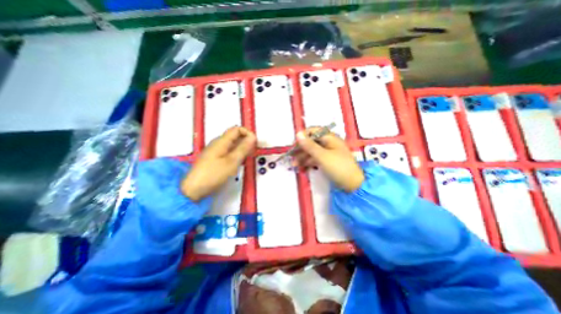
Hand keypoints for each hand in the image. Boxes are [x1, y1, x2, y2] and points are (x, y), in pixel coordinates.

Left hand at [182, 127, 255, 200]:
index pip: (237, 129)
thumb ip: (243, 148)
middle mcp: (217, 143)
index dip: (248, 133)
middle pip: (234, 136)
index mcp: (221, 141)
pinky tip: (238, 163)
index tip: (255, 143)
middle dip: (246, 142)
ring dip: (242, 149)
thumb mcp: (232, 161)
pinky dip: (236, 155)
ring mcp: (215, 151)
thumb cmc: (214, 174)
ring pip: (232, 145)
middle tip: (253, 152)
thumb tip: (253, 137)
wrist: (193, 189)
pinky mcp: (214, 159)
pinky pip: (228, 152)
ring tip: (247, 159)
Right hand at [292, 126, 365, 191]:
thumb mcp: (322, 156)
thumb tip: (298, 134)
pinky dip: (308, 162)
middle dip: (301, 149)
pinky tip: (302, 168)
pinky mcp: (327, 162)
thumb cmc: (338, 167)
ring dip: (303, 157)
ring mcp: (328, 153)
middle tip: (291, 157)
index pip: (313, 131)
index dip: (303, 136)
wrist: (353, 184)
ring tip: (294, 165)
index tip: (294, 144)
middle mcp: (328, 143)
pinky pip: (315, 159)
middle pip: (311, 142)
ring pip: (312, 152)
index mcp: (329, 138)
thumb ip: (309, 145)